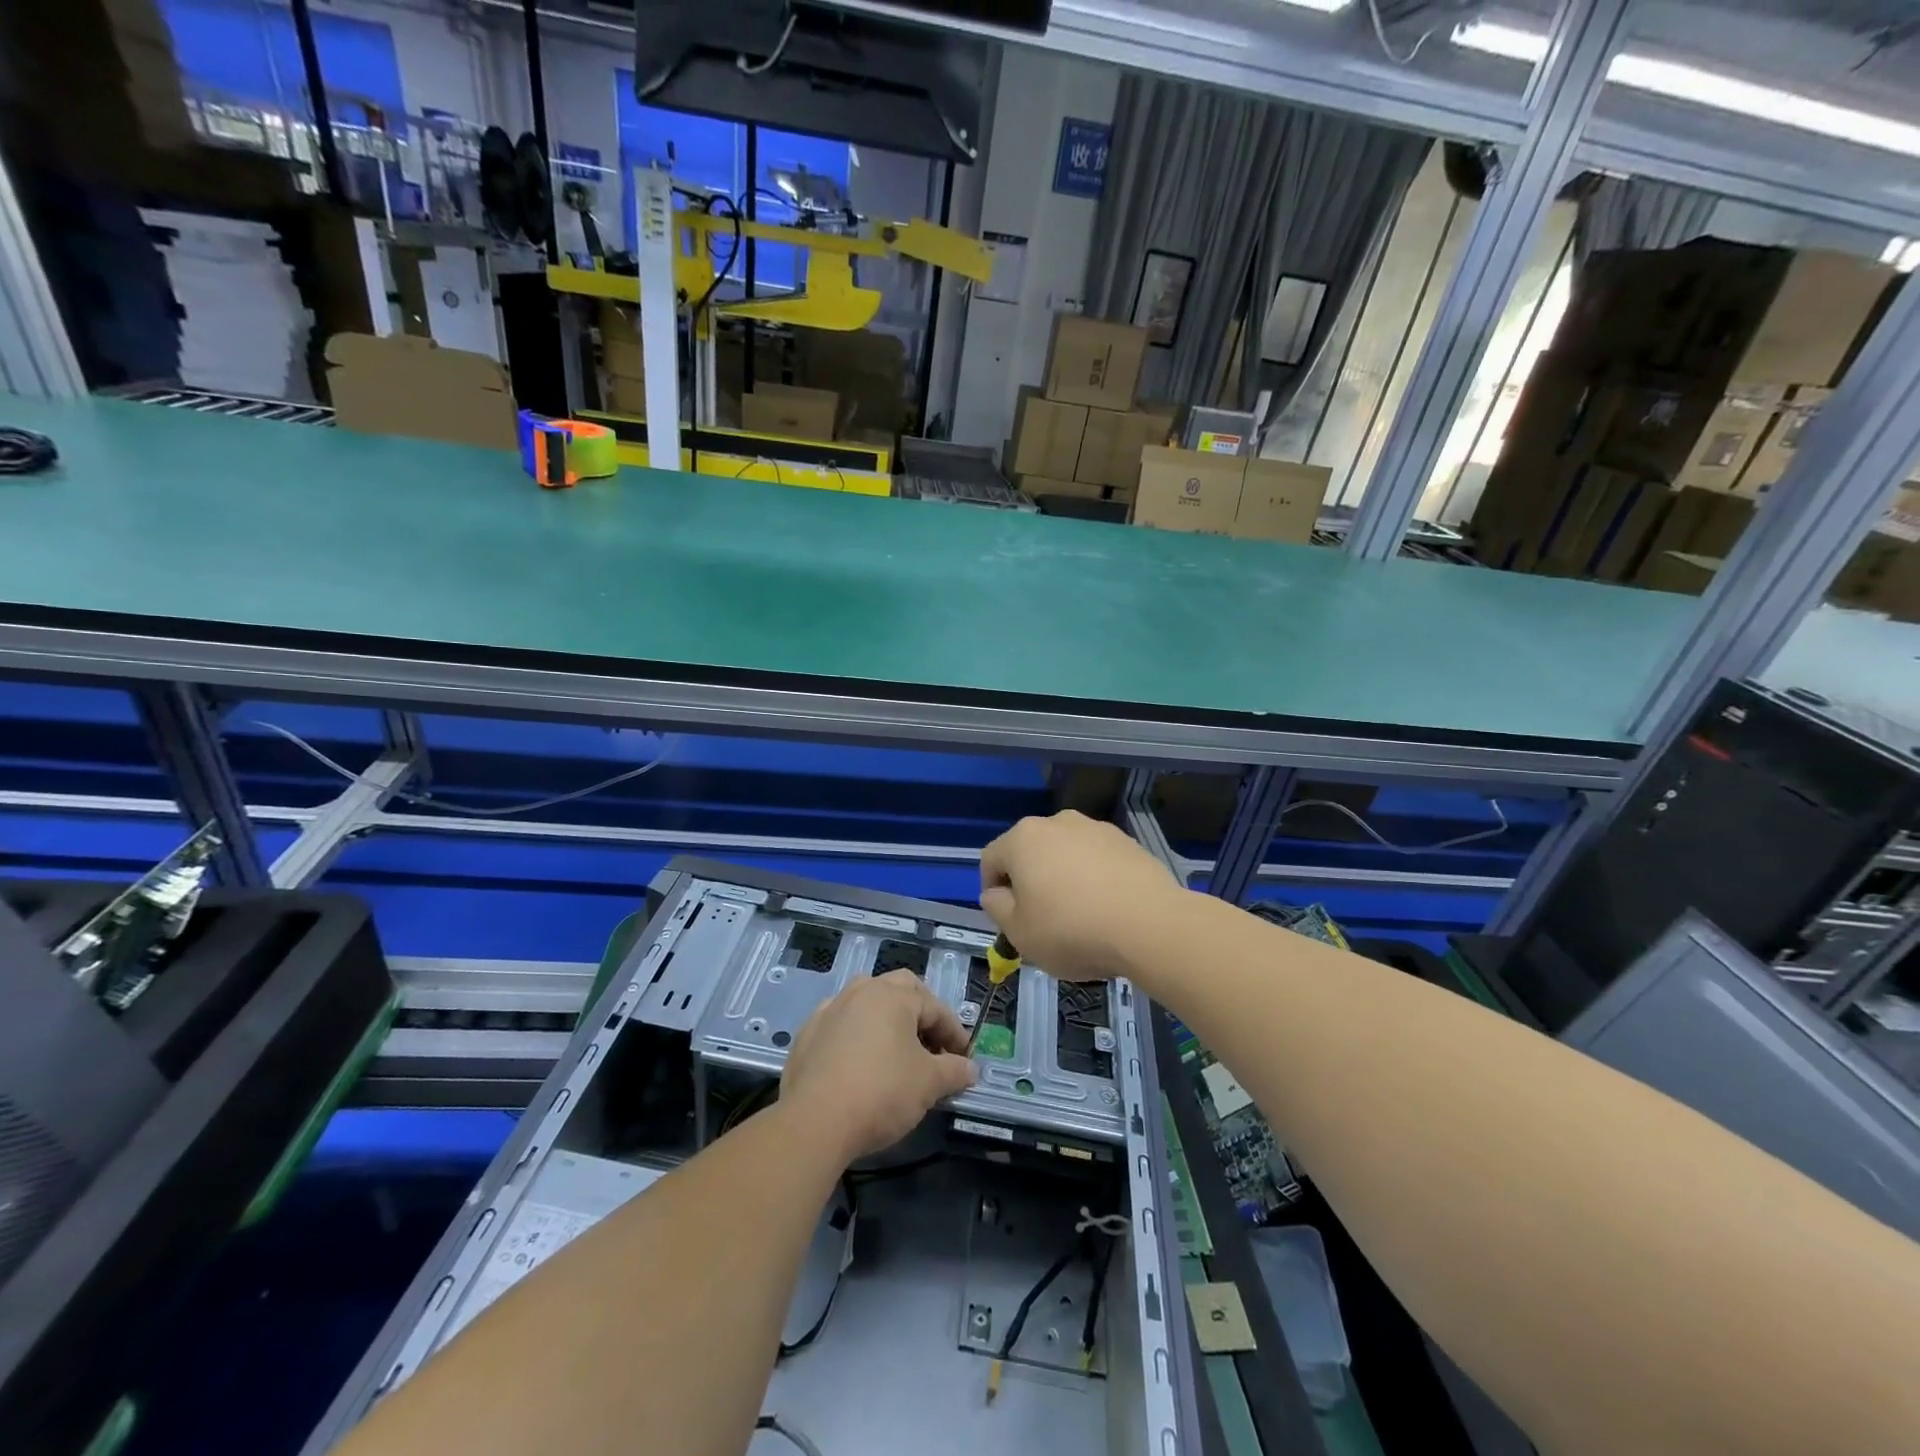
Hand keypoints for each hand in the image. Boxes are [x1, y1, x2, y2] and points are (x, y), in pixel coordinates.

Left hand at [780, 970, 977, 1163]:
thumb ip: (954, 1071)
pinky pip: (840, 1024)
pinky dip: (857, 1035)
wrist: (815, 1122)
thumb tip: (971, 1069)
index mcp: (892, 996)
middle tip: (932, 1044)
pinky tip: (860, 1062)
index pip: (934, 1007)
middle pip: (899, 989)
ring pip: (866, 1001)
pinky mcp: (806, 1034)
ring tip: (897, 1049)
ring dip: (886, 1018)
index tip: (965, 1059)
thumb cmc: (882, 1093)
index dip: (954, 1032)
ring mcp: (829, 1010)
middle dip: (921, 1012)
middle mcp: (860, 992)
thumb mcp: (929, 1084)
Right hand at [980, 811, 1184, 980]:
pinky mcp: (1127, 841)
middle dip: (1029, 882)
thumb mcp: (1020, 933)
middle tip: (1041, 919)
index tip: (1007, 919)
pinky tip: (1107, 908)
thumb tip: (996, 893)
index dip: (992, 890)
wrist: (1150, 925)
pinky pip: (1097, 859)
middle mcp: (1057, 822)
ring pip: (1065, 853)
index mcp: (1023, 839)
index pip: (991, 859)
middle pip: (1030, 852)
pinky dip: (1094, 878)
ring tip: (1079, 915)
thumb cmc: (1072, 930)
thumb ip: (998, 909)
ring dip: (1063, 877)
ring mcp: (1095, 828)